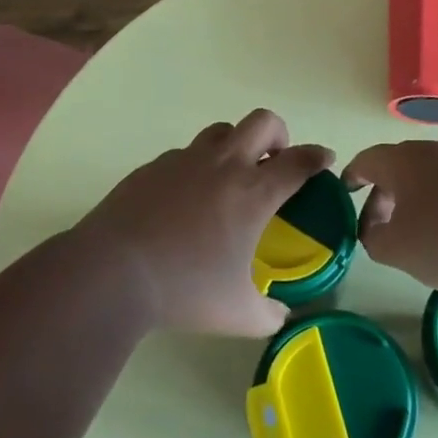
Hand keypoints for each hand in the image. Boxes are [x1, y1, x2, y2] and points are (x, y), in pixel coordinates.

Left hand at [77, 109, 332, 336]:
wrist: (113, 272)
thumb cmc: (184, 290)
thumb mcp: (237, 314)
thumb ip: (268, 315)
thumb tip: (281, 316)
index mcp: (252, 193)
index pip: (298, 161)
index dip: (317, 157)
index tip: (324, 159)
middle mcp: (223, 165)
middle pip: (263, 122)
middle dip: (278, 134)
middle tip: (275, 160)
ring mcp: (185, 160)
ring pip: (221, 131)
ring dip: (235, 145)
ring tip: (229, 176)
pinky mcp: (153, 166)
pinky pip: (184, 154)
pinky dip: (196, 167)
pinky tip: (184, 199)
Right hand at [344, 141, 437, 293]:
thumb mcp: (398, 250)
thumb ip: (375, 240)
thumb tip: (375, 232)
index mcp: (401, 161)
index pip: (366, 161)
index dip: (352, 177)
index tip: (345, 193)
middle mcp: (432, 151)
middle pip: (398, 167)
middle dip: (385, 196)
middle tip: (380, 227)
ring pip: (429, 178)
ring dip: (416, 202)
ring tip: (418, 236)